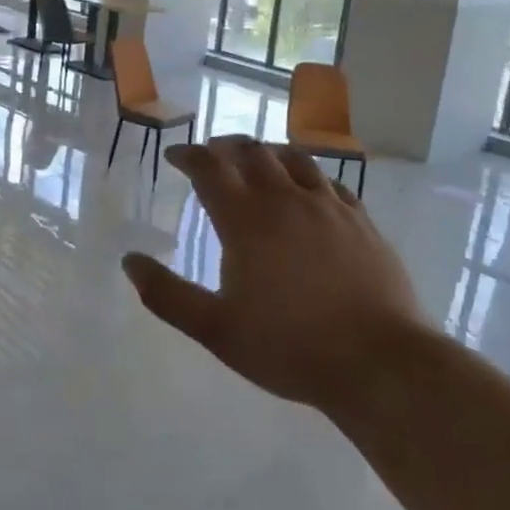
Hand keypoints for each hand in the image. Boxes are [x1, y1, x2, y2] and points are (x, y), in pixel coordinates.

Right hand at [122, 137, 428, 410]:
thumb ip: (167, 295)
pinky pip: (330, 182)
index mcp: (246, 220)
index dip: (188, 156)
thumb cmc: (290, 347)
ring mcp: (329, 206)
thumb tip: (129, 261)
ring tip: (256, 161)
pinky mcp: (361, 221)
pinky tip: (309, 189)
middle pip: (251, 152)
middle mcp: (286, 200)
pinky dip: (308, 175)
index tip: (175, 156)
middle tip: (211, 155)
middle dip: (225, 147)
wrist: (380, 362)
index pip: (210, 168)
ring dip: (267, 153)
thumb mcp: (216, 329)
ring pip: (293, 159)